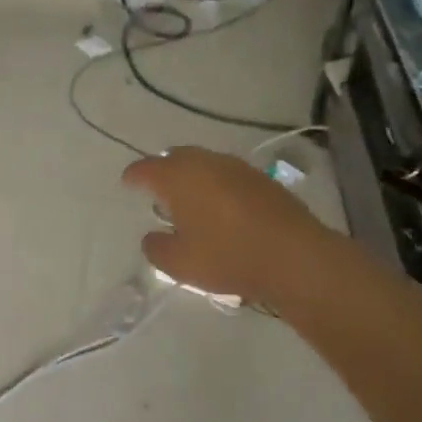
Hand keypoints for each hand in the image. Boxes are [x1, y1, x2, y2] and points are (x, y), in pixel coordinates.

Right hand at [121, 146, 338, 306]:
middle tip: (157, 189)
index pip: (146, 168)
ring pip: (205, 164)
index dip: (134, 176)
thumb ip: (156, 248)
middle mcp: (206, 163)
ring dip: (193, 178)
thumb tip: (152, 237)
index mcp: (178, 177)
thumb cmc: (227, 256)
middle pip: (176, 158)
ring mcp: (237, 168)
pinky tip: (221, 207)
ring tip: (189, 200)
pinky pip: (228, 176)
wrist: (293, 255)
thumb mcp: (179, 263)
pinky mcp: (263, 180)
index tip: (128, 182)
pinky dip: (217, 186)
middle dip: (164, 170)